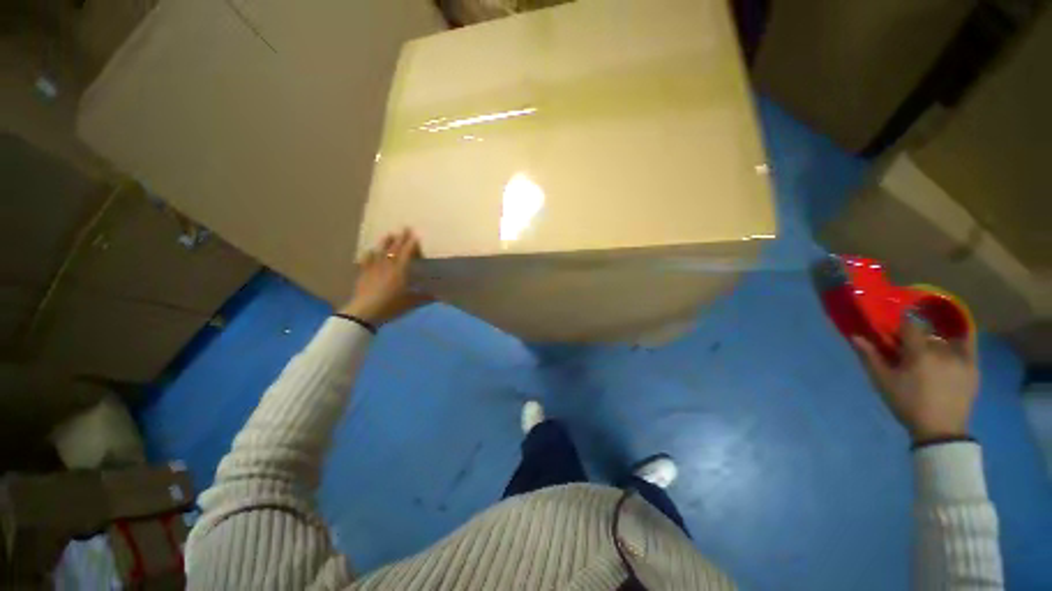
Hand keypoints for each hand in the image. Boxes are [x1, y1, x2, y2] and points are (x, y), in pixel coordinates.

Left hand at [339, 229, 431, 326]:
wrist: (365, 312)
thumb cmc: (391, 306)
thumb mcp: (411, 303)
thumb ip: (424, 297)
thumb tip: (439, 296)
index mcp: (400, 271)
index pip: (407, 253)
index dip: (412, 243)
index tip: (416, 234)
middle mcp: (388, 266)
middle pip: (394, 249)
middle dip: (401, 238)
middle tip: (404, 227)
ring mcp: (374, 269)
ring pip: (380, 252)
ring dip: (385, 242)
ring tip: (389, 234)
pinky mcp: (364, 274)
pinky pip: (367, 261)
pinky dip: (369, 255)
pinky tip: (370, 251)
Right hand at [852, 315, 978, 444]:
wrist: (940, 430)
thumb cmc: (907, 404)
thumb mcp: (883, 382)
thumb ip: (870, 357)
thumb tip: (856, 336)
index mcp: (919, 353)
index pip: (909, 325)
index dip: (899, 328)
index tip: (893, 336)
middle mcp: (942, 350)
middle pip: (927, 333)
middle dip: (916, 338)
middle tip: (908, 350)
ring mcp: (961, 358)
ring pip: (945, 339)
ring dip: (934, 343)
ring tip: (929, 355)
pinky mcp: (973, 366)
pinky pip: (969, 343)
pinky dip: (960, 338)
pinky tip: (953, 341)